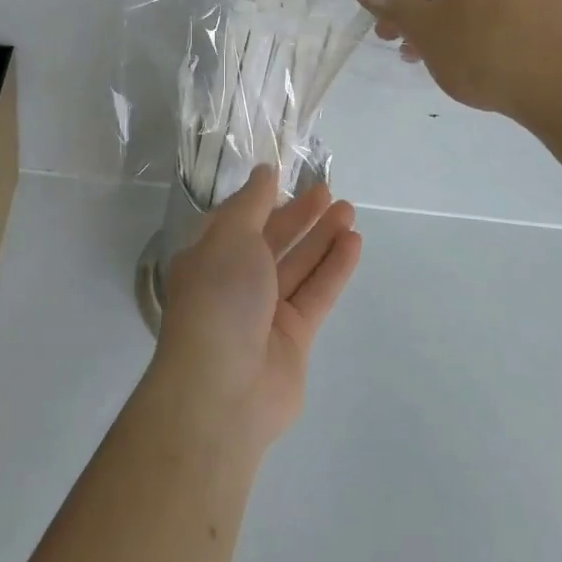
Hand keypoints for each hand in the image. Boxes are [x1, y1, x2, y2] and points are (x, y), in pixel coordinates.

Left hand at [153, 165, 360, 452]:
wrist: (223, 389)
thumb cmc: (218, 298)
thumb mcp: (230, 236)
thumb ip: (252, 202)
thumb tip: (264, 171)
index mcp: (208, 257)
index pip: (237, 221)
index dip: (262, 200)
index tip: (288, 178)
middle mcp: (234, 282)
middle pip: (271, 241)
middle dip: (299, 216)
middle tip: (329, 192)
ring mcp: (264, 312)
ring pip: (297, 266)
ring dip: (322, 238)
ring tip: (349, 210)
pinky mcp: (293, 338)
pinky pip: (315, 293)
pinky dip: (334, 268)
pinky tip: (354, 242)